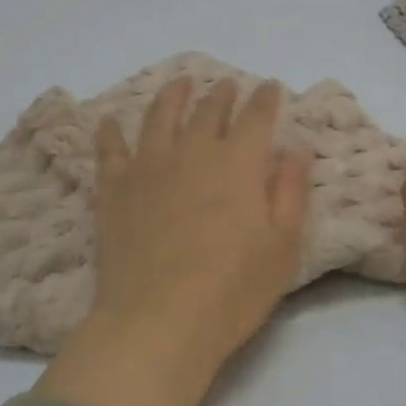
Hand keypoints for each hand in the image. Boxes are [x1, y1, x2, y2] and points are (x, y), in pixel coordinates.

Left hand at [36, 76, 311, 405]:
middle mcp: (192, 152)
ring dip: (172, 96)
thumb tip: (296, 148)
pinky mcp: (114, 190)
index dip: (265, 99)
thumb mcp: (282, 245)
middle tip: (227, 85)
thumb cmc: (233, 289)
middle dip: (222, 95)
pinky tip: (109, 122)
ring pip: (159, 117)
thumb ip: (290, 190)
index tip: (270, 88)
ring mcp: (148, 168)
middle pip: (208, 111)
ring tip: (179, 84)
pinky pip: (110, 150)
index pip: (256, 117)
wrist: (159, 321)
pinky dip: (110, 132)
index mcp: (238, 163)